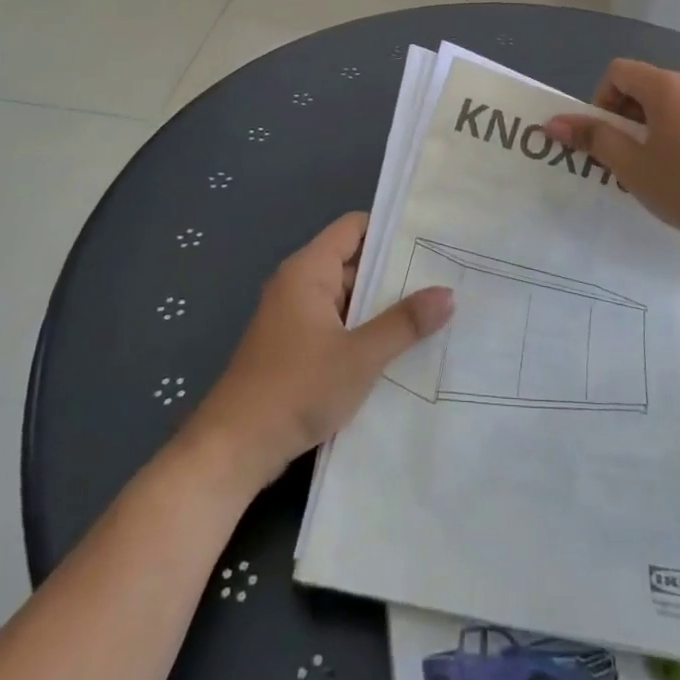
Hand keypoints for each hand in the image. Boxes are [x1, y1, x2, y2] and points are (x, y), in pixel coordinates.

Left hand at [183, 213, 453, 492]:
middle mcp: (299, 285)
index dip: (391, 229)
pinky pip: (337, 327)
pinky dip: (364, 333)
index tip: (431, 239)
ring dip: (382, 308)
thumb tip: (448, 293)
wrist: (232, 451)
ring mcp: (295, 318)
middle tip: (445, 278)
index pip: (355, 228)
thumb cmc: (295, 389)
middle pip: (354, 263)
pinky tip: (399, 350)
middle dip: (395, 273)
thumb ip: (404, 323)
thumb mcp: (359, 356)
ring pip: (348, 300)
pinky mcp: (294, 349)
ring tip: (434, 313)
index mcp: (308, 270)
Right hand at [546, 61, 679, 263]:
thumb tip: (552, 122)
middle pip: (648, 85)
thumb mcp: (632, 167)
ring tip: (662, 167)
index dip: (602, 99)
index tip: (607, 137)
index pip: (619, 71)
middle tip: (629, 157)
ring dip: (657, 125)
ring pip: (676, 102)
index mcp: (668, 86)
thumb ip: (593, 138)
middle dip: (629, 115)